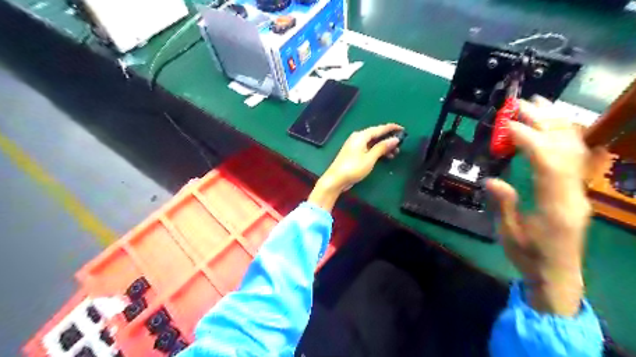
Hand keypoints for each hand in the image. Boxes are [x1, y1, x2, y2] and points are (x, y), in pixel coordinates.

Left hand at [309, 122, 401, 209]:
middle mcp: (358, 137)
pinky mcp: (354, 153)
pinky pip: (368, 148)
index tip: (403, 129)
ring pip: (373, 142)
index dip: (392, 128)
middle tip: (400, 145)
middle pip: (376, 135)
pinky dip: (377, 151)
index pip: (379, 128)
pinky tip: (384, 157)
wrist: (335, 179)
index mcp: (361, 136)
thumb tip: (395, 139)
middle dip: (388, 139)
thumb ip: (382, 147)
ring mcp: (355, 145)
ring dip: (384, 146)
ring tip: (395, 153)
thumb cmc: (353, 168)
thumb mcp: (370, 158)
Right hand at [489, 96, 602, 315]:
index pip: (546, 162)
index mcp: (555, 205)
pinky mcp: (575, 190)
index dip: (529, 139)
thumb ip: (503, 205)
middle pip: (564, 149)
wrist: (558, 273)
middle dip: (543, 122)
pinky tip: (552, 125)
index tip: (508, 124)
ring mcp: (577, 190)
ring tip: (540, 103)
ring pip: (574, 149)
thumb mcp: (509, 234)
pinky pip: (574, 157)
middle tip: (522, 103)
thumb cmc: (529, 256)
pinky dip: (563, 136)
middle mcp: (572, 193)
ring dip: (556, 122)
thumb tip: (491, 179)